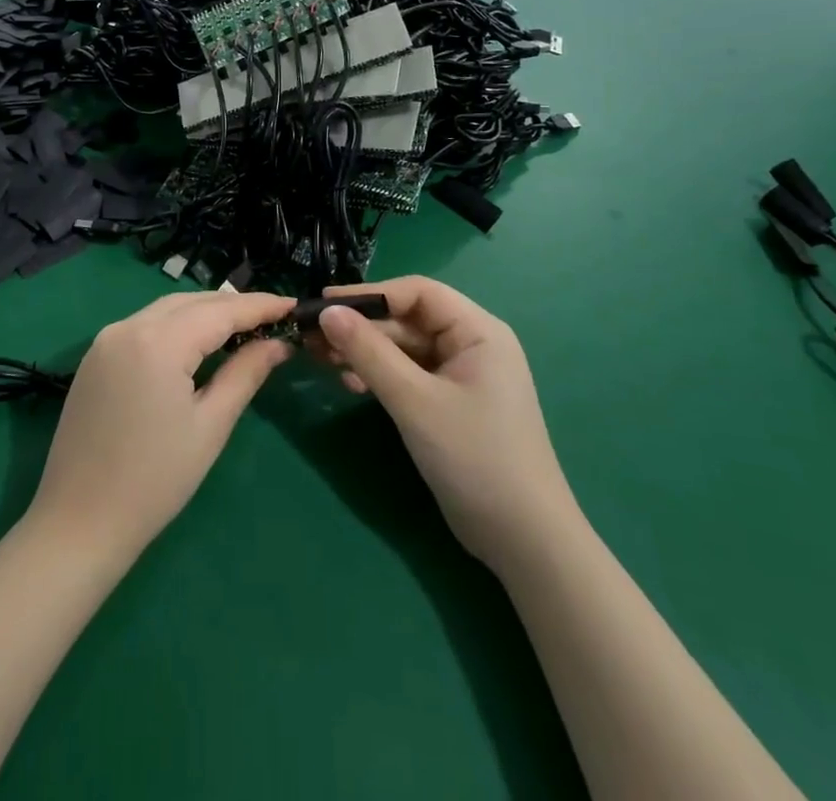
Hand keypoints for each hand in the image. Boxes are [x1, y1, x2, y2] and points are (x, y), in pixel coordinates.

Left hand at [27, 292, 291, 561]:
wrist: (78, 524)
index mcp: (158, 341)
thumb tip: (278, 343)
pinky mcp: (95, 357)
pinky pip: (145, 326)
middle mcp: (129, 326)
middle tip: (273, 318)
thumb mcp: (210, 426)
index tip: (293, 304)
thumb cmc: (155, 481)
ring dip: (204, 313)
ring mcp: (106, 339)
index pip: (220, 311)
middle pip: (192, 302)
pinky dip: (177, 326)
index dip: (259, 306)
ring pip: (167, 309)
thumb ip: (246, 373)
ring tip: (242, 328)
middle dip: (233, 306)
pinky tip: (197, 344)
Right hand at [314, 277, 573, 567]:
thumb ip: (369, 352)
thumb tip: (327, 312)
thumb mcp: (414, 401)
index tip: (323, 304)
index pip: (416, 292)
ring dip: (365, 352)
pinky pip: (409, 375)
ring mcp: (462, 376)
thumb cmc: (475, 458)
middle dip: (361, 327)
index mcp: (477, 330)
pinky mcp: (450, 404)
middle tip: (312, 338)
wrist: (524, 542)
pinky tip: (350, 385)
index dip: (368, 294)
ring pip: (404, 349)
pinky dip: (379, 376)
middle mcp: (472, 344)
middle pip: (407, 320)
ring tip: (321, 360)